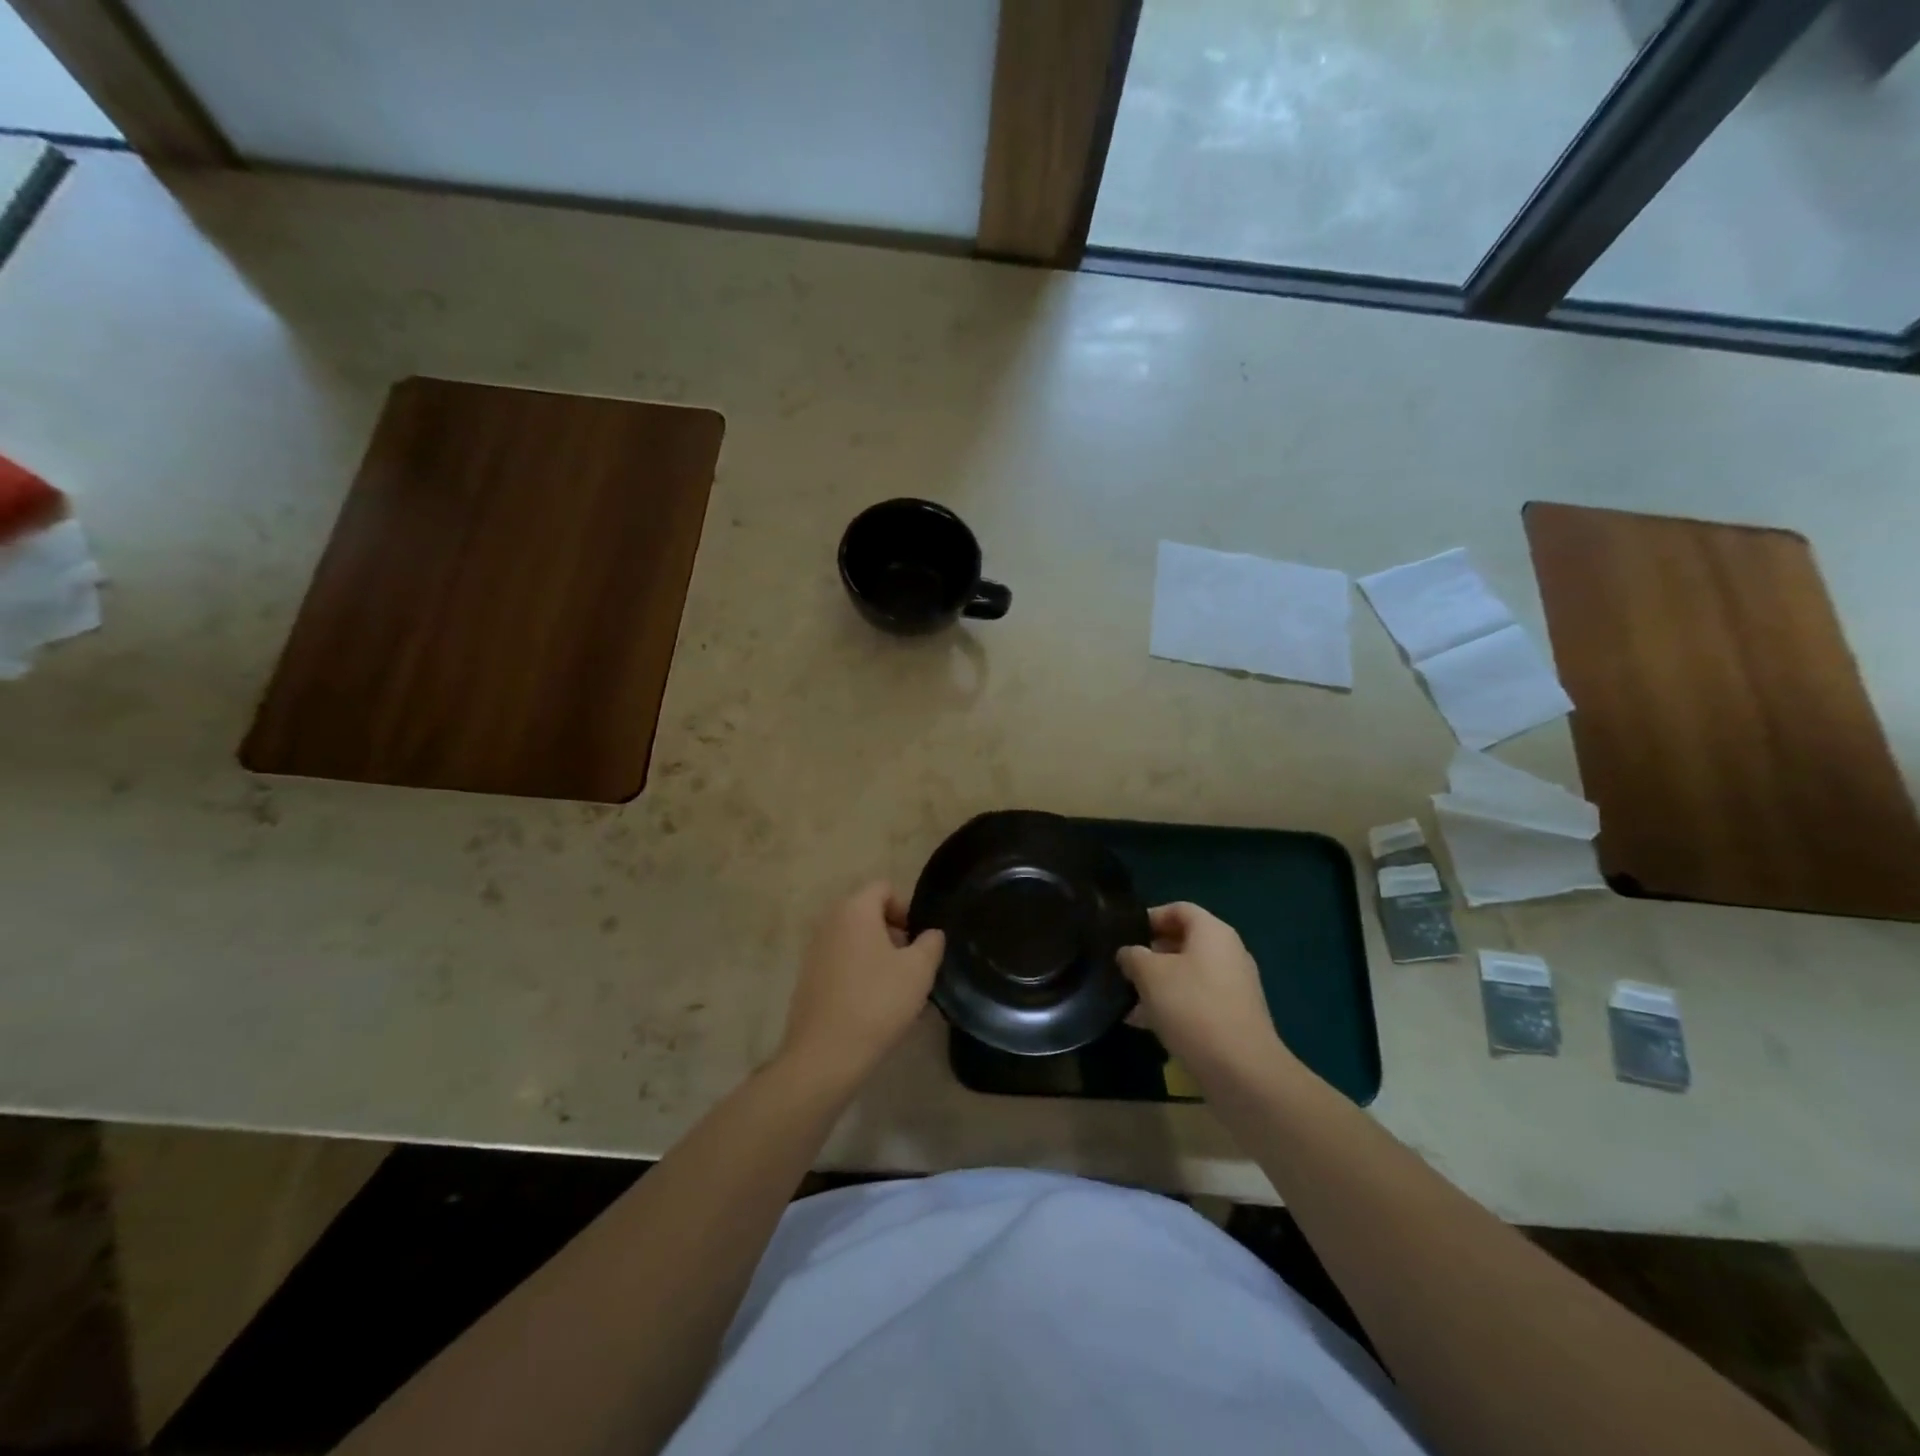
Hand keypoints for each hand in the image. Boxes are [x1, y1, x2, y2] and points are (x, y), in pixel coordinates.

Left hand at [777, 881, 945, 1090]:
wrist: (824, 1055)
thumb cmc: (877, 1002)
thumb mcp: (919, 970)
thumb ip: (931, 943)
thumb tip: (930, 934)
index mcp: (854, 909)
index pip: (884, 888)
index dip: (907, 908)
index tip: (919, 941)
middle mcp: (829, 921)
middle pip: (868, 912)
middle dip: (893, 933)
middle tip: (911, 965)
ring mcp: (814, 950)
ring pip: (854, 939)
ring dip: (877, 954)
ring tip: (895, 989)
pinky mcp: (807, 978)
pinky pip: (840, 962)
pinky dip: (858, 972)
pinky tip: (872, 1005)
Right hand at [1118, 903, 1293, 1084]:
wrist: (1242, 1071)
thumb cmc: (1192, 1007)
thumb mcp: (1150, 975)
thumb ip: (1133, 956)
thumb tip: (1128, 953)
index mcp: (1213, 932)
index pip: (1178, 909)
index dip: (1149, 917)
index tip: (1124, 935)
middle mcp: (1229, 953)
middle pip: (1183, 942)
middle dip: (1150, 954)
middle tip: (1123, 968)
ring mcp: (1234, 987)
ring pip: (1188, 974)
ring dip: (1158, 984)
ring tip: (1128, 1001)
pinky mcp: (1234, 1017)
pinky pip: (1197, 1001)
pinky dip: (1172, 1006)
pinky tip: (1146, 1024)